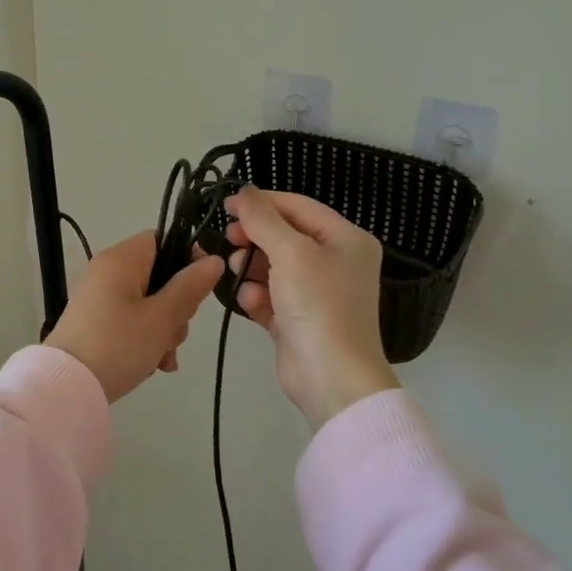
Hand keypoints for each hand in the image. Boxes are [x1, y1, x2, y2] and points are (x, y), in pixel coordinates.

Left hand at [45, 231, 224, 403]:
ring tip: (163, 357)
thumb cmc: (118, 345)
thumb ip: (190, 287)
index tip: (200, 288)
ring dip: (164, 328)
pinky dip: (146, 338)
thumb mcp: (161, 318)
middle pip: (159, 274)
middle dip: (177, 306)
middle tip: (175, 331)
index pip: (162, 240)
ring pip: (149, 302)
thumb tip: (214, 260)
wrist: (67, 388)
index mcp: (121, 259)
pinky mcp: (96, 322)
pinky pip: (132, 319)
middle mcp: (108, 271)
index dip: (187, 259)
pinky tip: (155, 364)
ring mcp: (100, 297)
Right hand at [224, 187, 400, 431]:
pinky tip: (251, 303)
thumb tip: (244, 191)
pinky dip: (257, 296)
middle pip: (284, 235)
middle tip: (227, 238)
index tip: (225, 204)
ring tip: (236, 271)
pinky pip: (271, 295)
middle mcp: (335, 262)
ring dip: (251, 267)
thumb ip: (263, 219)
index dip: (261, 202)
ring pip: (273, 266)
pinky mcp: (299, 319)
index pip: (298, 207)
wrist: (332, 378)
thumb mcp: (290, 252)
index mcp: (346, 239)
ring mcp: (317, 293)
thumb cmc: (318, 305)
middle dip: (254, 237)